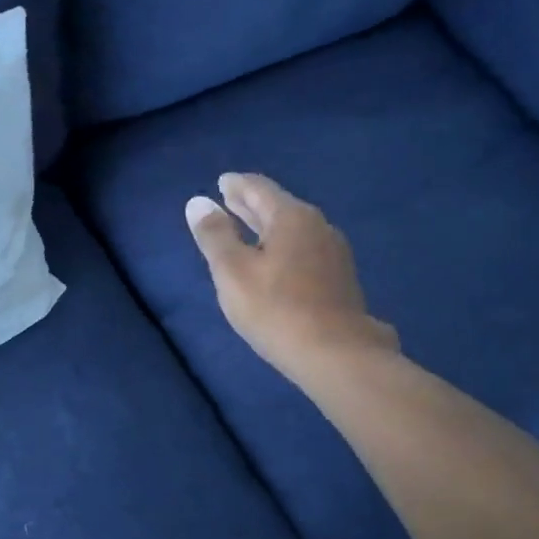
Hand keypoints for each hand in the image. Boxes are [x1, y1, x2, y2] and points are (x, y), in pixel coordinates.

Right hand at [186, 173, 397, 385]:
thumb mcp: (233, 272)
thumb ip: (214, 235)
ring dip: (268, 226)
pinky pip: (304, 249)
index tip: (222, 182)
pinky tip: (276, 260)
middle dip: (251, 203)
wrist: (338, 355)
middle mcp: (318, 226)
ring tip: (248, 228)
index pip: (259, 188)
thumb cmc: (277, 310)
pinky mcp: (340, 279)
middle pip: (278, 207)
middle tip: (229, 198)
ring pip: (294, 229)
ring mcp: (334, 253)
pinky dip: (283, 245)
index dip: (236, 184)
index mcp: (291, 217)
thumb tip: (198, 202)